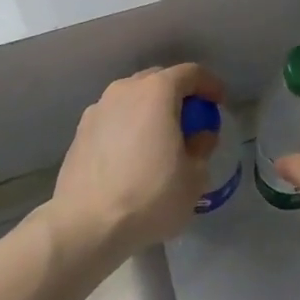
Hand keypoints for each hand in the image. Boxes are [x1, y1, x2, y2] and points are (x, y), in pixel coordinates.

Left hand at [49, 62, 224, 258]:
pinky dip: (128, 127)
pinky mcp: (80, 132)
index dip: (210, 85)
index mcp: (157, 91)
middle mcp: (125, 90)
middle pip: (159, 80)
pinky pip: (114, 119)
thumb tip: (199, 136)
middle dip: (178, 95)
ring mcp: (98, 109)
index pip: (191, 73)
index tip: (219, 103)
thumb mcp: (194, 177)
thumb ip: (202, 147)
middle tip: (191, 120)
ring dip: (150, 110)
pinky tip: (131, 156)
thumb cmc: (149, 196)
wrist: (85, 226)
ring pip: (133, 98)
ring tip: (159, 139)